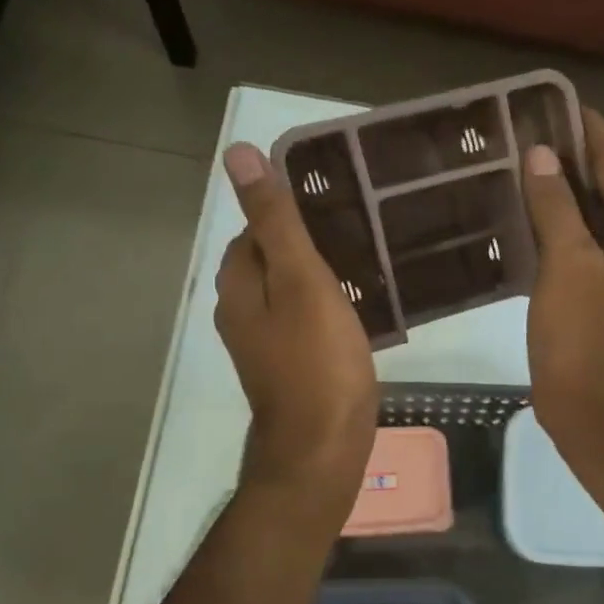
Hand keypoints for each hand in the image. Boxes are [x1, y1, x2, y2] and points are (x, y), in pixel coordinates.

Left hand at [215, 143, 377, 515]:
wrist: (322, 448)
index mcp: (238, 286)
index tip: (335, 204)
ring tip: (365, 263)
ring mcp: (265, 345)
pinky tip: (359, 309)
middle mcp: (241, 313)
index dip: (288, 212)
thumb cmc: (317, 362)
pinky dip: (326, 308)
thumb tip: (237, 154)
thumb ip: (275, 221)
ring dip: (318, 276)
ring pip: (288, 293)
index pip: (253, 229)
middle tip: (359, 231)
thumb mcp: (300, 281)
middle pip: (270, 260)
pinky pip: (304, 322)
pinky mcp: (290, 368)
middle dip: (306, 243)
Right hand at [521, 109, 603, 489]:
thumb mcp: (565, 268)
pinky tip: (542, 222)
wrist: (592, 410)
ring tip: (538, 173)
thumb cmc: (580, 340)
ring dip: (584, 186)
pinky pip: (601, 237)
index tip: (554, 106)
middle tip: (542, 145)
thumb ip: (558, 207)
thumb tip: (544, 154)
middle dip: (593, 154)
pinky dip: (578, 219)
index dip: (592, 130)